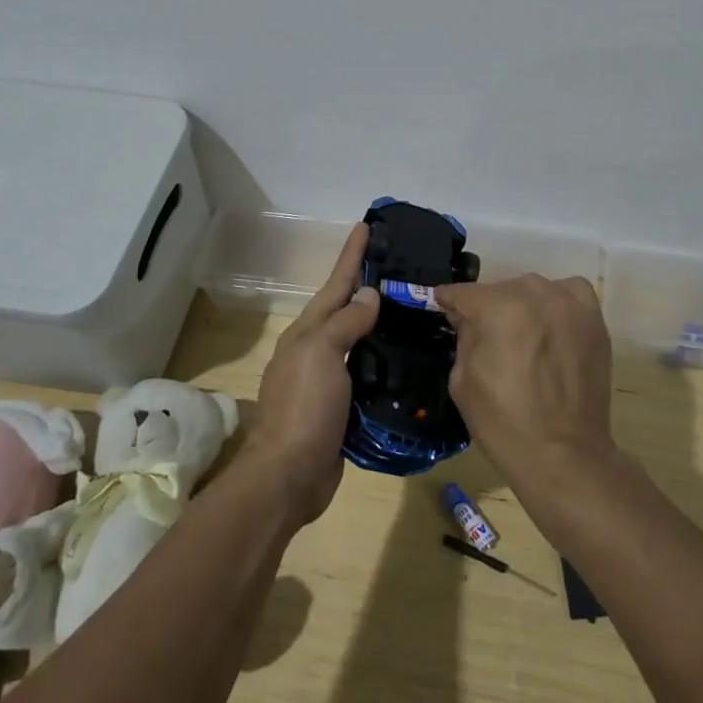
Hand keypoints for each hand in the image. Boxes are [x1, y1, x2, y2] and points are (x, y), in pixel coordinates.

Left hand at [245, 224, 379, 525]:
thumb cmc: (304, 407)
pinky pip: (368, 375)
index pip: (337, 285)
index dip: (352, 256)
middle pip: (347, 310)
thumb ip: (346, 323)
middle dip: (369, 287)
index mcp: (308, 333)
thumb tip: (369, 295)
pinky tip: (408, 360)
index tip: (366, 226)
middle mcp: (317, 351)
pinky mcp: (343, 409)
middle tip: (403, 269)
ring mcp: (329, 381)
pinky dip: (385, 362)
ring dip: (381, 325)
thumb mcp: (322, 354)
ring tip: (413, 310)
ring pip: (360, 343)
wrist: (289, 475)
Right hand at [436, 275, 616, 492]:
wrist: (563, 456)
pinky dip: (558, 301)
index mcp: (498, 309)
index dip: (449, 300)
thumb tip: (466, 316)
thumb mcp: (463, 380)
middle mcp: (535, 296)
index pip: (465, 293)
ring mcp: (570, 306)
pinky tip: (552, 323)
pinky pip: (571, 293)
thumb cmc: (504, 423)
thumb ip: (464, 336)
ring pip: (535, 288)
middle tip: (483, 332)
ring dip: (522, 303)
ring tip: (520, 330)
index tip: (442, 305)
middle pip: (501, 288)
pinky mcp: (594, 321)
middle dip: (487, 306)